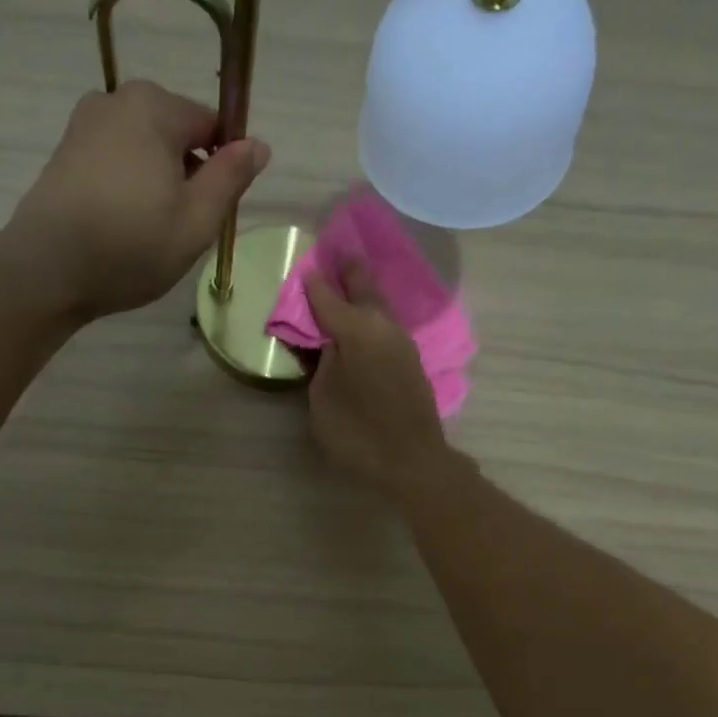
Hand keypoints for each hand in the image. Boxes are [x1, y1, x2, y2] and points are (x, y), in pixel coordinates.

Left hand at [3, 81, 270, 320]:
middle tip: (182, 228)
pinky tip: (121, 227)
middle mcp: (116, 101)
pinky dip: (127, 188)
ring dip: (156, 183)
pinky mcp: (63, 153)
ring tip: (150, 232)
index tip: (215, 210)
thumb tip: (258, 144)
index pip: (212, 124)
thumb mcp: (197, 220)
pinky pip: (114, 162)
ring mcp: (83, 125)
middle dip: (187, 174)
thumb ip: (231, 177)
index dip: (223, 166)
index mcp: (155, 107)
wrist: (48, 269)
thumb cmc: (132, 245)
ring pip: (143, 150)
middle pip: (175, 135)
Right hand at [305, 261, 454, 497]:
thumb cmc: (358, 432)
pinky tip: (364, 322)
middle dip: (349, 272)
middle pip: (364, 289)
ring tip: (349, 283)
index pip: (328, 298)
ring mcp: (402, 344)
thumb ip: (323, 362)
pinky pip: (386, 328)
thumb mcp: (324, 397)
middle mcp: (384, 327)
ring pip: (379, 308)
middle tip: (338, 254)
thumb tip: (330, 342)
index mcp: (358, 329)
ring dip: (364, 294)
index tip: (305, 269)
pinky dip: (372, 318)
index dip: (313, 286)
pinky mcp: (411, 363)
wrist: (412, 461)